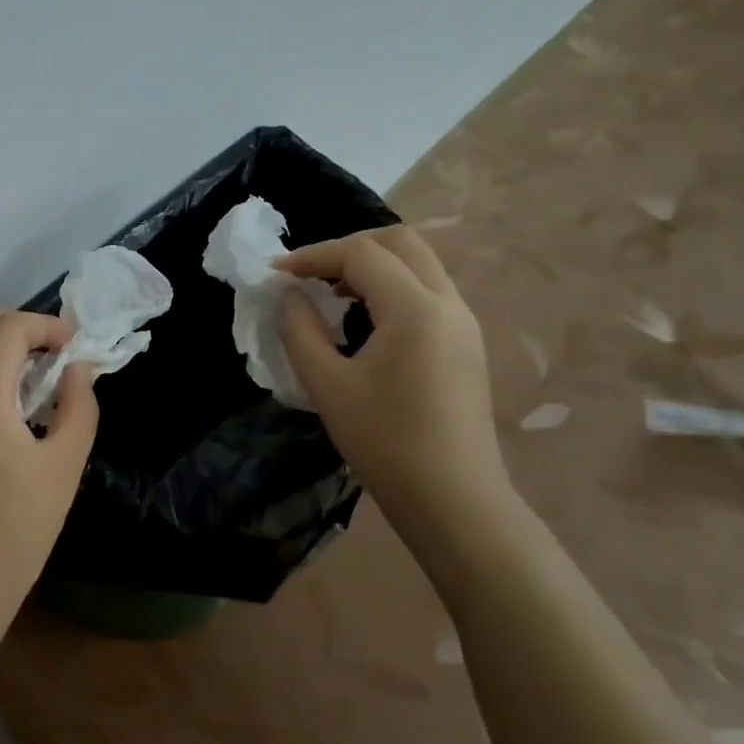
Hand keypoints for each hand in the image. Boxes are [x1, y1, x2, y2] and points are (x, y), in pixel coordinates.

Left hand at [0, 310, 99, 631]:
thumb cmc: (15, 530)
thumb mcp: (64, 466)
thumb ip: (78, 407)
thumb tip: (77, 371)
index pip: (7, 328)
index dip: (45, 326)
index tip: (74, 346)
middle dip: (12, 324)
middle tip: (48, 353)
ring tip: (28, 376)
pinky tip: (0, 406)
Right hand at [277, 227, 505, 520]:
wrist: (454, 500)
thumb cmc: (384, 443)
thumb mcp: (327, 385)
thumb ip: (300, 330)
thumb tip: (290, 296)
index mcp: (415, 309)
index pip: (361, 254)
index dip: (314, 256)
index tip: (277, 275)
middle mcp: (448, 304)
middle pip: (400, 243)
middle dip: (348, 248)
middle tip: (309, 273)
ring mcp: (464, 323)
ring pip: (419, 264)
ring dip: (372, 265)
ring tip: (332, 293)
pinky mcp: (466, 344)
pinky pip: (428, 291)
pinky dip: (392, 286)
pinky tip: (364, 318)